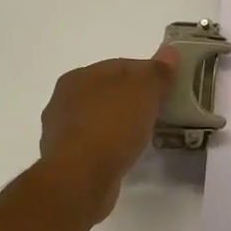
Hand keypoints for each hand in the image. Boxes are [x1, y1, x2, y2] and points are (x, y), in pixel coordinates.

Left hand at [36, 48, 177, 223]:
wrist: (81, 178)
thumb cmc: (112, 126)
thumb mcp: (144, 91)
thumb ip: (157, 71)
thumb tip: (169, 51)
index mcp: (79, 76)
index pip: (120, 66)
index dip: (148, 74)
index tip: (168, 88)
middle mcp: (63, 100)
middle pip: (108, 92)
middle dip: (133, 99)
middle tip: (159, 111)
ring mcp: (61, 131)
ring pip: (100, 119)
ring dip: (120, 123)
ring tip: (145, 135)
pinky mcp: (65, 160)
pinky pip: (95, 144)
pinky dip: (111, 146)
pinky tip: (126, 154)